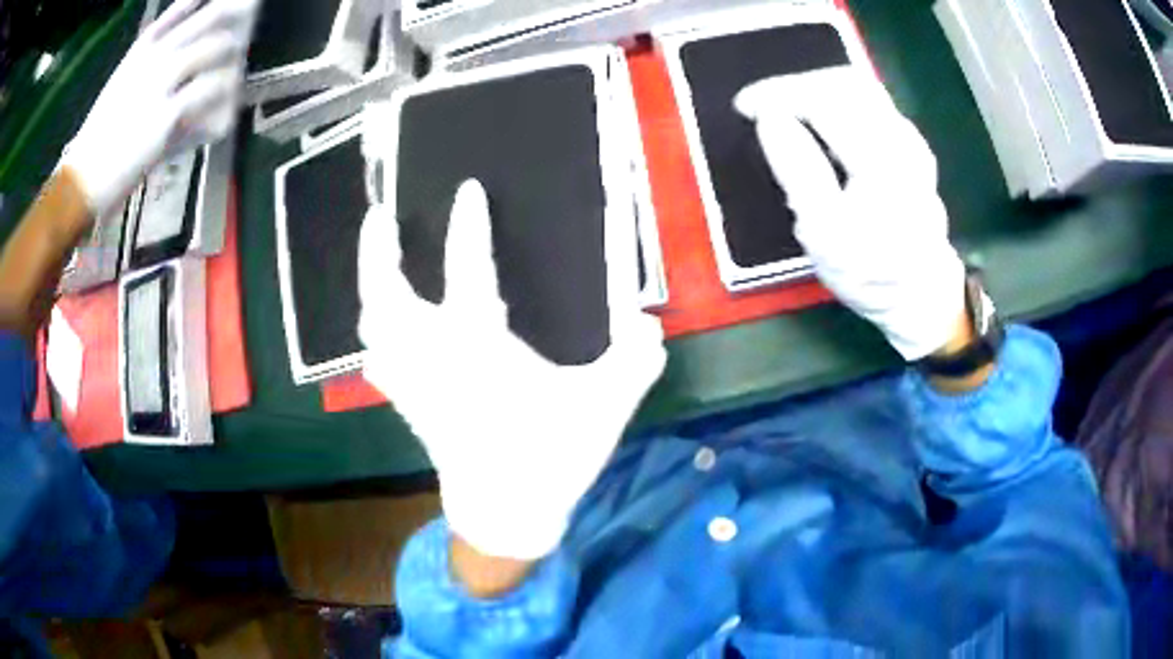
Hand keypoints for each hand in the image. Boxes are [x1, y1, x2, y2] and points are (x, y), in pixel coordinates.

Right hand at [61, 0, 258, 219]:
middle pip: (211, 15)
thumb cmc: (101, 135)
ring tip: (235, 70)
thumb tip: (187, 50)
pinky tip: (227, 102)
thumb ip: (151, 61)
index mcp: (143, 47)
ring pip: (217, 46)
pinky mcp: (166, 113)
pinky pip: (211, 89)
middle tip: (248, 23)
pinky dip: (224, 93)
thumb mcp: (123, 84)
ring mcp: (161, 81)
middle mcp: (155, 55)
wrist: (82, 178)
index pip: (184, 4)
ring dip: (232, 57)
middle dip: (236, 15)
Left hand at [359, 180, 666, 559]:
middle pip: (385, 295)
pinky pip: (377, 360)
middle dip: (376, 251)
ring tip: (377, 263)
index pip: (467, 268)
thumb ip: (635, 357)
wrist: (507, 513)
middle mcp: (434, 355)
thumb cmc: (551, 458)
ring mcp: (414, 381)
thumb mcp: (606, 405)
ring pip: (372, 328)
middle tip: (379, 217)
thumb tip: (645, 319)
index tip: (468, 189)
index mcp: (479, 346)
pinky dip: (376, 338)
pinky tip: (382, 332)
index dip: (467, 225)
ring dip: (370, 290)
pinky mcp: (409, 403)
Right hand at [735, 68, 967, 360]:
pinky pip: (868, 101)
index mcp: (882, 161)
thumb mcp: (823, 233)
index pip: (825, 100)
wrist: (919, 293)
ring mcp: (910, 139)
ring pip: (858, 87)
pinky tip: (817, 119)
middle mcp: (902, 139)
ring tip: (784, 107)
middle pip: (844, 82)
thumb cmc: (869, 271)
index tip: (744, 106)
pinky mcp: (910, 143)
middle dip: (795, 85)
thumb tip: (770, 117)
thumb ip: (798, 169)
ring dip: (814, 88)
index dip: (779, 94)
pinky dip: (834, 99)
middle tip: (761, 103)